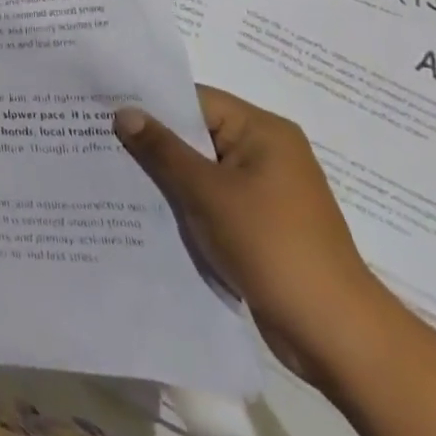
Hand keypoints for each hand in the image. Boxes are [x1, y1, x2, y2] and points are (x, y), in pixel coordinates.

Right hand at [114, 86, 398, 383]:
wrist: (336, 335)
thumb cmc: (272, 246)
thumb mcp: (207, 192)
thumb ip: (162, 149)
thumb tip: (124, 112)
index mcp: (263, 132)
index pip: (194, 100)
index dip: (150, 103)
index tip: (104, 106)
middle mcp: (267, 153)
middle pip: (196, 132)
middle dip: (153, 140)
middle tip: (98, 136)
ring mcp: (265, 191)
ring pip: (201, 168)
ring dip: (166, 173)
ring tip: (113, 170)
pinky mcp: (260, 224)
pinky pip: (211, 197)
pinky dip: (184, 200)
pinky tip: (145, 206)